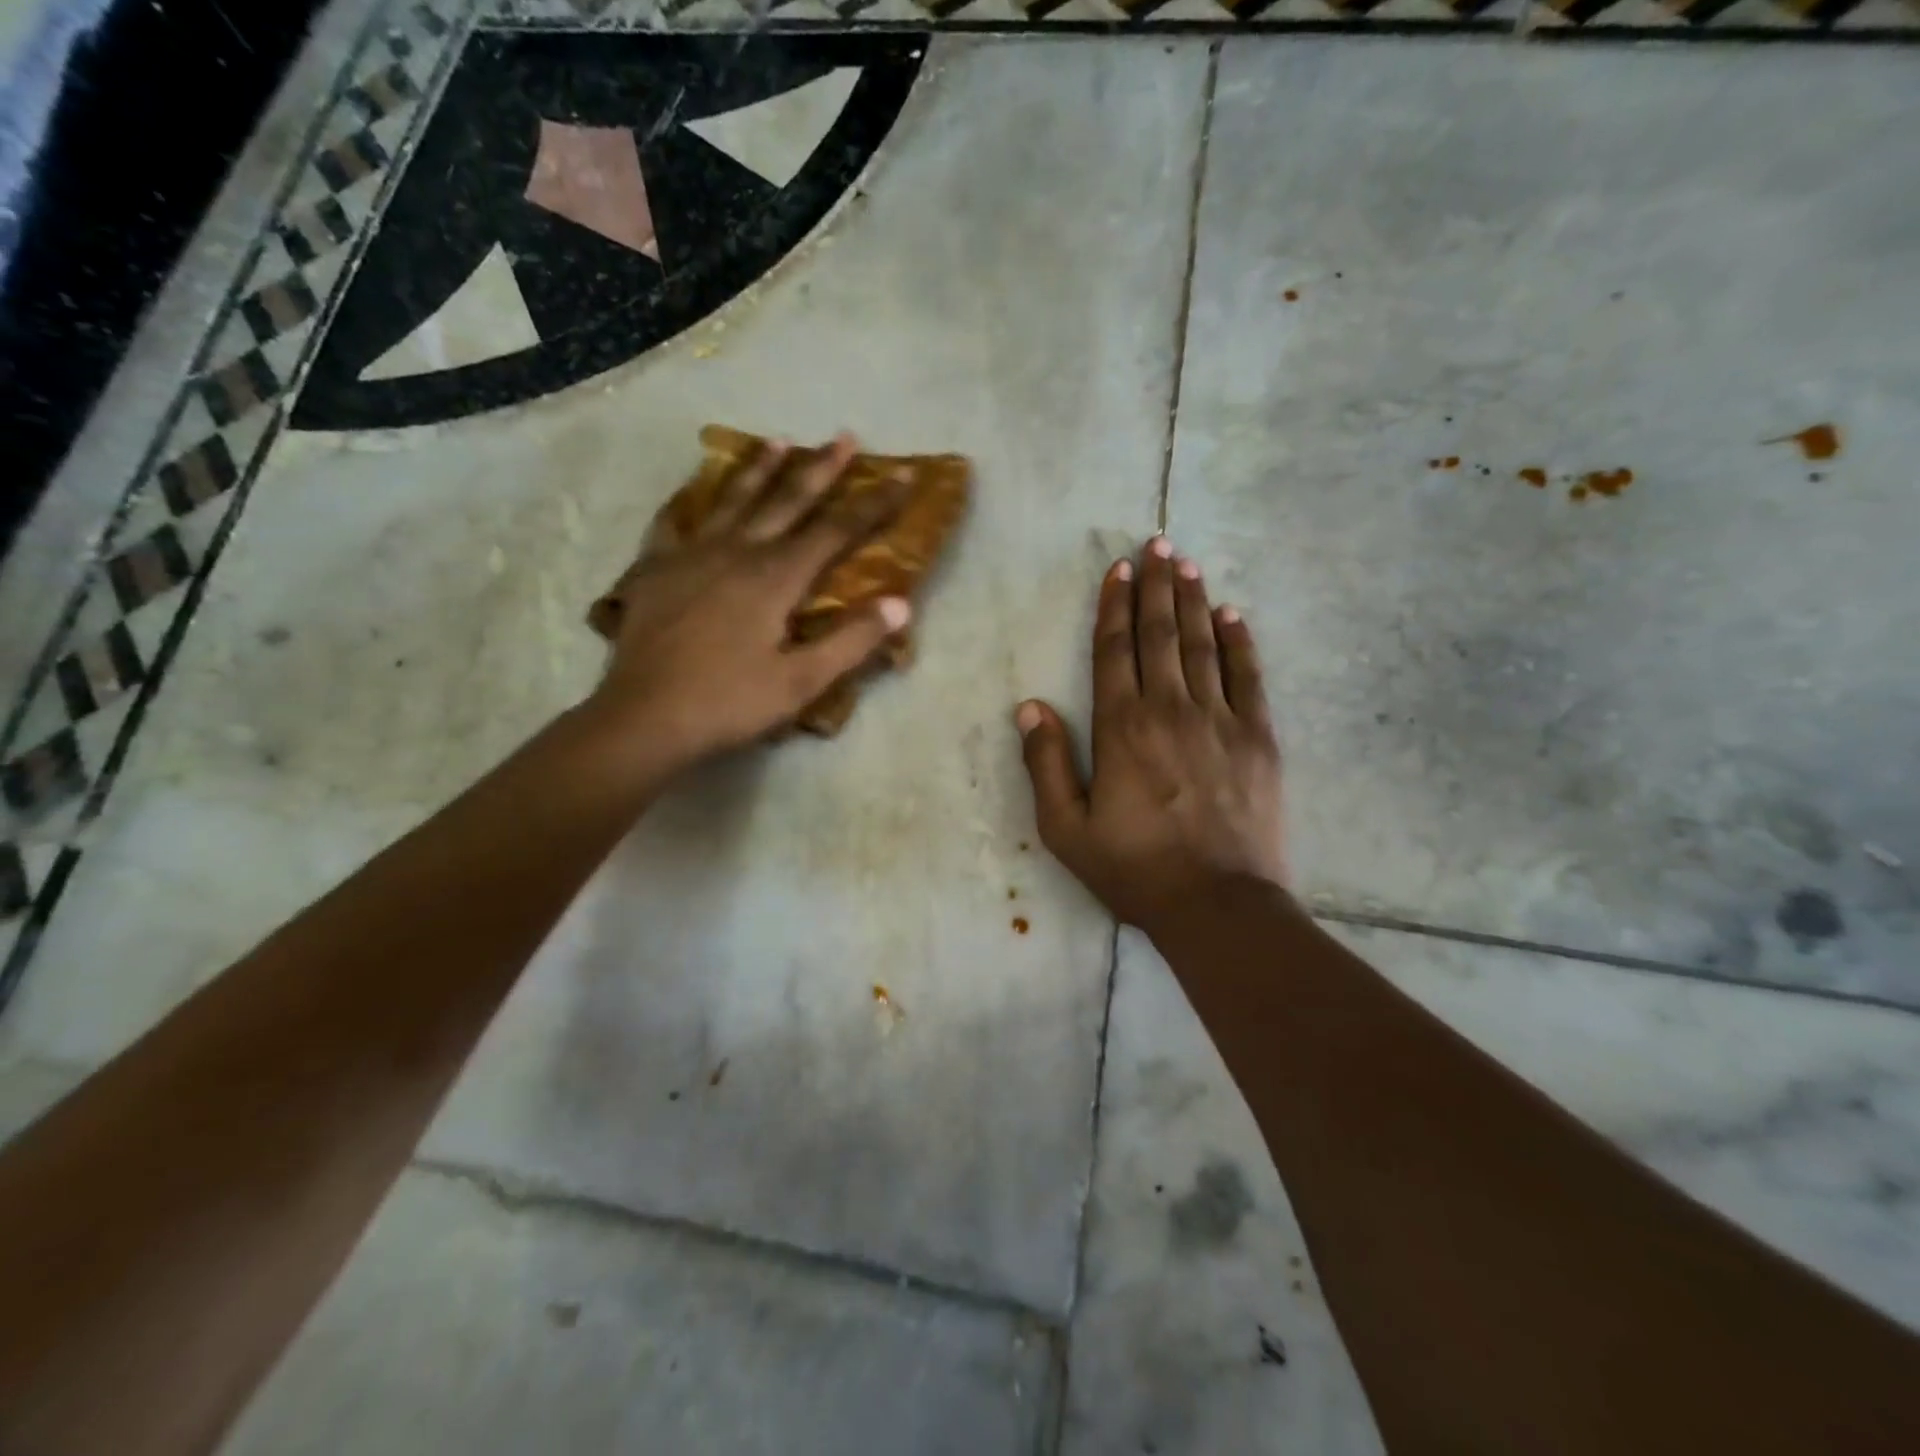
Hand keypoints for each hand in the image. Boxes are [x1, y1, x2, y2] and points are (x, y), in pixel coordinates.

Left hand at [583, 433, 908, 780]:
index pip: (835, 531)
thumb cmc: (729, 702)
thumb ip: (851, 641)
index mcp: (775, 577)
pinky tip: (693, 495)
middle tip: (843, 436)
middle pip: (786, 501)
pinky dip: (690, 503)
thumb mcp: (801, 681)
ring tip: (779, 441)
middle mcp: (736, 552)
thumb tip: (900, 604)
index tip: (901, 477)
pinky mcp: (656, 570)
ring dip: (761, 470)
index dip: (872, 504)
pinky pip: (675, 524)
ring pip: (733, 501)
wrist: (644, 718)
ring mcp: (691, 555)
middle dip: (820, 469)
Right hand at [1015, 536, 1285, 936]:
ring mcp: (1221, 720)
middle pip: (1161, 635)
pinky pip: (1248, 676)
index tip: (1119, 568)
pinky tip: (1233, 615)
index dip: (1115, 605)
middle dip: (1157, 586)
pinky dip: (1239, 642)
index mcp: (1121, 727)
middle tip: (1158, 543)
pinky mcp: (1259, 738)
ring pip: (1203, 645)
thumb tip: (1030, 705)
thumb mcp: (1065, 827)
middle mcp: (1170, 709)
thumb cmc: (1133, 869)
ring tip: (1188, 563)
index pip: (1115, 650)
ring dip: (1193, 601)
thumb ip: (1046, 763)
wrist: (1218, 905)